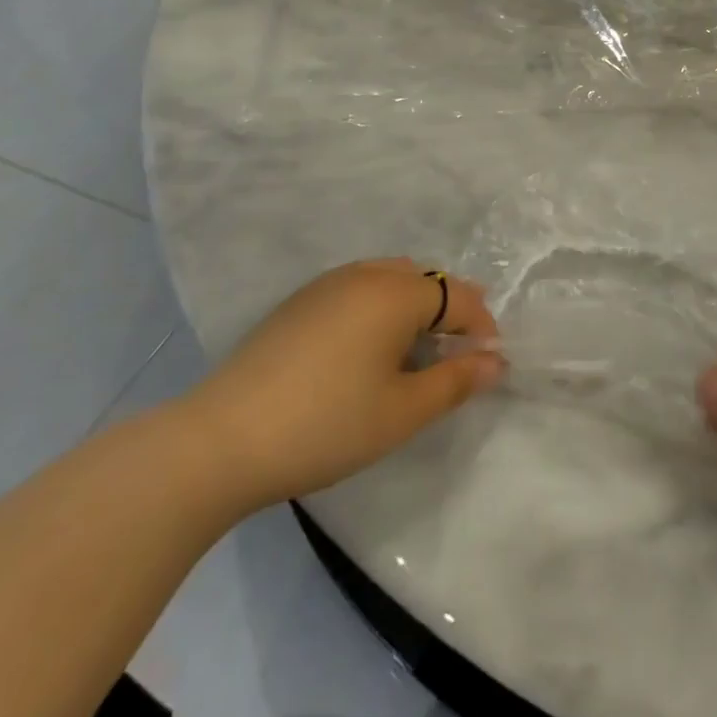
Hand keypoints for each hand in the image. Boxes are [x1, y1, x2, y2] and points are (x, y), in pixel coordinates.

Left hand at [181, 259, 504, 512]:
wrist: (220, 441)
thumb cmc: (326, 425)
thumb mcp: (402, 412)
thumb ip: (455, 382)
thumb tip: (496, 362)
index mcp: (396, 293)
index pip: (458, 296)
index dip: (481, 327)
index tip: (489, 363)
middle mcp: (365, 274)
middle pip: (425, 281)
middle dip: (450, 311)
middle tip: (457, 354)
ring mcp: (326, 285)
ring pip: (389, 280)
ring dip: (414, 307)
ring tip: (416, 351)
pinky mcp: (297, 303)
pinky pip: (358, 290)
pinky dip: (379, 309)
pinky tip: (367, 350)